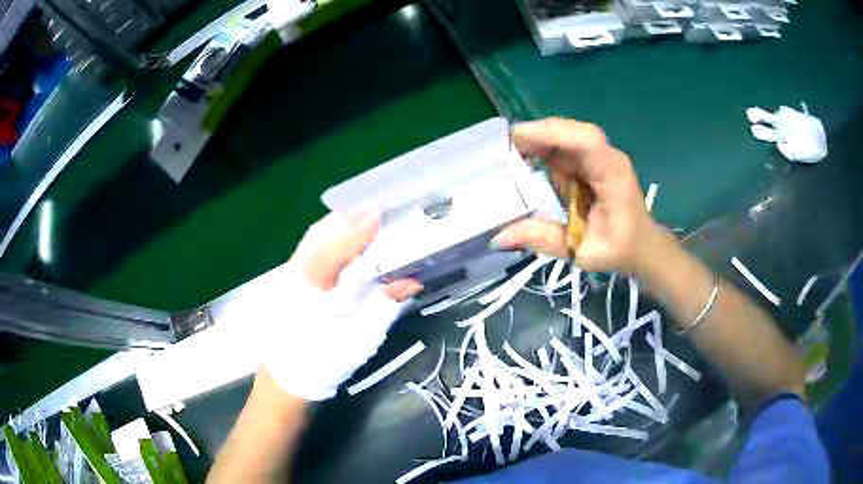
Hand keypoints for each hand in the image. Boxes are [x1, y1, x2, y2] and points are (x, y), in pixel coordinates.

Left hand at [259, 211, 421, 400]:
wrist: (286, 379)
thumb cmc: (322, 364)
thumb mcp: (358, 342)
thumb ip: (383, 308)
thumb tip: (412, 281)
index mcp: (309, 289)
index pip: (333, 248)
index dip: (357, 228)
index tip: (379, 211)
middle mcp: (294, 274)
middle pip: (319, 234)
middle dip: (348, 218)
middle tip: (378, 209)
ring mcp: (287, 276)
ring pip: (313, 238)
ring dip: (339, 224)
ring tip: (365, 217)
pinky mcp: (288, 282)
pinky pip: (311, 248)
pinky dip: (330, 237)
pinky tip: (345, 238)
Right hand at [492, 117, 659, 274]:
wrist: (641, 246)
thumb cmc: (619, 249)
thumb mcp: (581, 251)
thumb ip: (543, 240)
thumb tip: (499, 237)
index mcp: (612, 174)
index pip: (586, 142)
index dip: (551, 135)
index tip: (516, 141)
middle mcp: (606, 157)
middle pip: (572, 131)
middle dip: (537, 134)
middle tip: (503, 147)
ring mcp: (599, 157)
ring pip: (565, 135)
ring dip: (537, 141)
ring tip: (507, 154)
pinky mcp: (590, 161)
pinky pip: (564, 148)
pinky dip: (543, 150)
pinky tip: (524, 159)